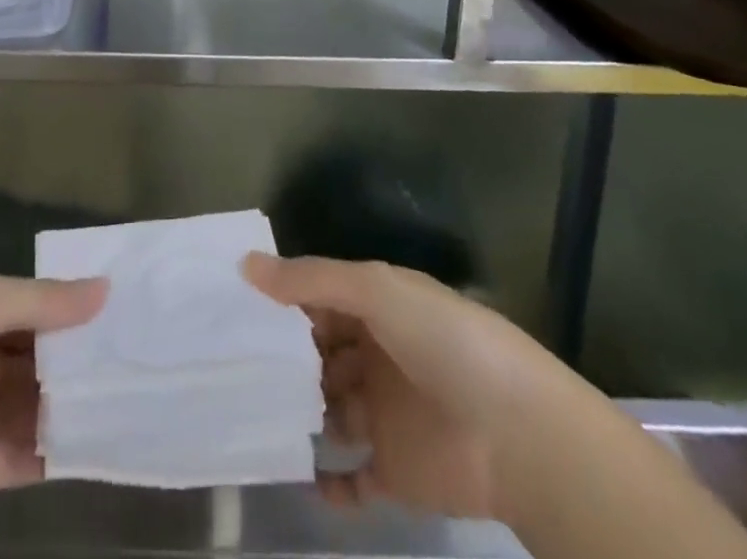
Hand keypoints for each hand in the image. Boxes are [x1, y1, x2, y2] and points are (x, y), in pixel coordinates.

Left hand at [0, 273, 107, 524]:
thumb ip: (44, 302)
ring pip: (33, 407)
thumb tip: (105, 290)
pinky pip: (23, 457)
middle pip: (34, 360)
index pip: (29, 310)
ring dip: (72, 404)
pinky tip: (100, 441)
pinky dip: (57, 450)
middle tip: (134, 357)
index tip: (119, 312)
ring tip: (129, 398)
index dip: (68, 311)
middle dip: (75, 359)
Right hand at [244, 254, 533, 519]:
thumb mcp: (375, 290)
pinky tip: (298, 475)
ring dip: (298, 413)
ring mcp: (386, 415)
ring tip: (248, 414)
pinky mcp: (395, 471)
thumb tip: (245, 265)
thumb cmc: (442, 342)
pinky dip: (328, 481)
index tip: (235, 307)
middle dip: (284, 358)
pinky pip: (353, 478)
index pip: (321, 300)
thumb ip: (310, 280)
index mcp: (379, 308)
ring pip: (329, 410)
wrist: (518, 434)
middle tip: (229, 364)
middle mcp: (378, 356)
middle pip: (321, 354)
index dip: (283, 302)